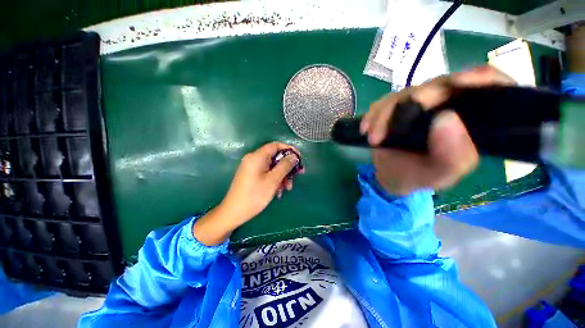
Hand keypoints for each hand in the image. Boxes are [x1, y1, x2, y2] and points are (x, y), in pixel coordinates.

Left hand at [220, 142, 301, 222]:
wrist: (233, 213)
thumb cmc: (254, 196)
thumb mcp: (273, 180)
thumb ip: (285, 166)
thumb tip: (294, 156)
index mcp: (257, 157)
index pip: (275, 145)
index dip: (289, 150)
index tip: (299, 158)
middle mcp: (254, 159)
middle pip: (275, 157)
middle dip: (287, 166)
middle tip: (298, 175)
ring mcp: (252, 168)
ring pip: (272, 167)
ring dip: (282, 176)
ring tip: (288, 188)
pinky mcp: (252, 176)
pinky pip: (267, 173)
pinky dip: (275, 180)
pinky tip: (279, 191)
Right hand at [360, 66, 514, 194]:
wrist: (391, 175)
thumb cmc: (417, 176)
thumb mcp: (438, 175)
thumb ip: (451, 156)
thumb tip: (446, 119)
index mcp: (472, 121)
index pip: (491, 86)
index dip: (480, 78)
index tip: (460, 83)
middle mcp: (450, 105)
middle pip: (440, 85)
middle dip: (412, 104)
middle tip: (390, 129)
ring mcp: (421, 103)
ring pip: (406, 93)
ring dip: (384, 114)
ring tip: (373, 139)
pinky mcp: (398, 106)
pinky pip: (384, 102)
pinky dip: (373, 114)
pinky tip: (366, 129)